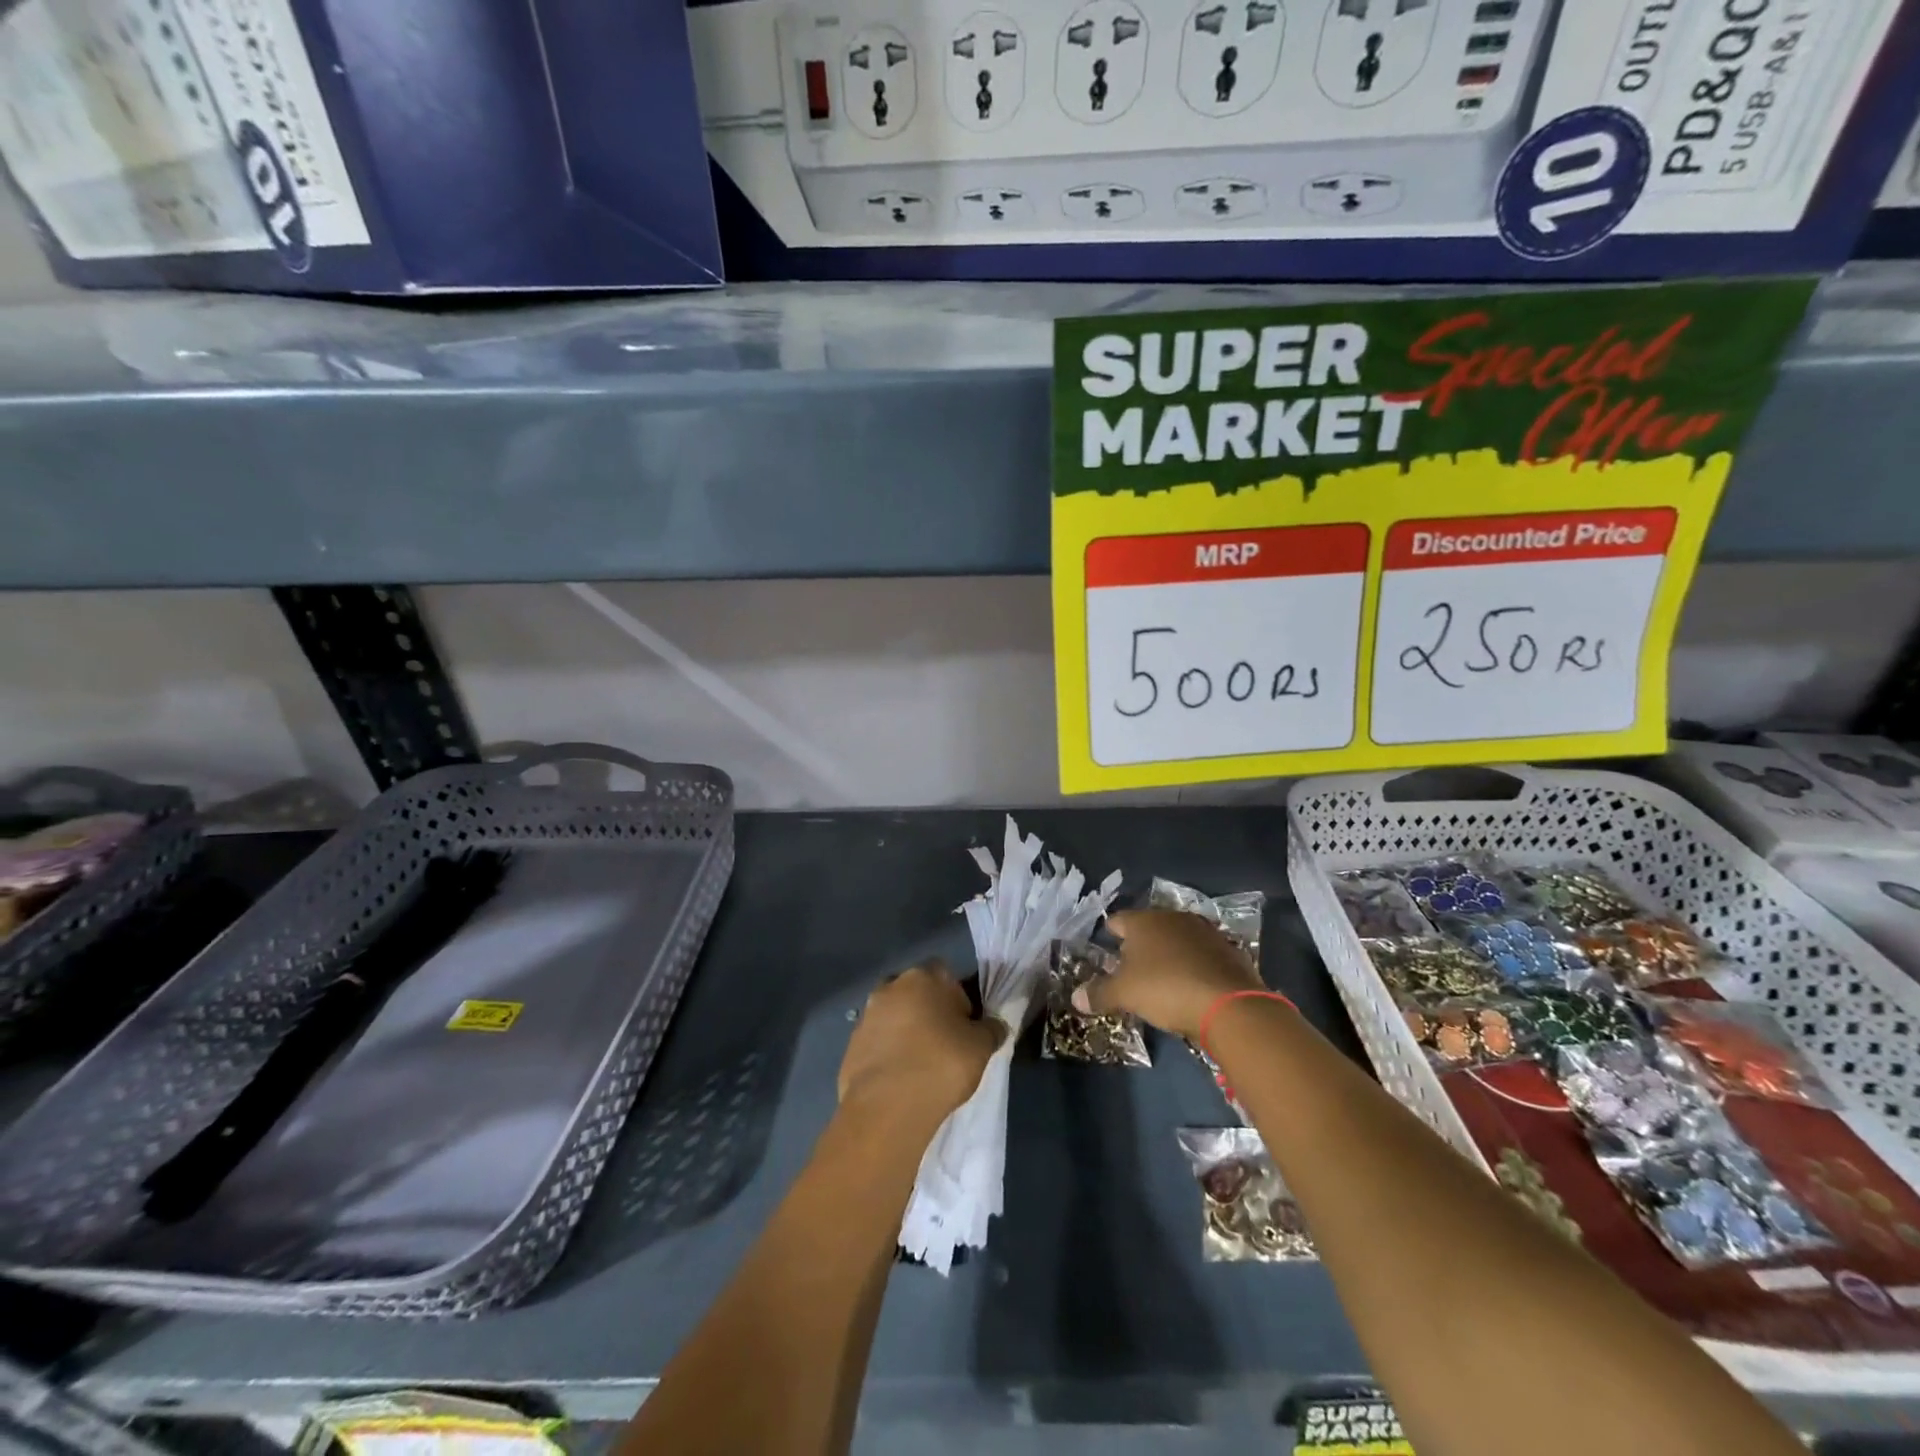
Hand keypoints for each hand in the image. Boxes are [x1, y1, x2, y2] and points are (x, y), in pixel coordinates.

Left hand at [839, 961, 1007, 1123]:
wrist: (888, 1107)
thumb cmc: (942, 1064)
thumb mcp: (981, 1047)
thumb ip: (991, 1029)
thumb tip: (995, 1025)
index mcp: (924, 976)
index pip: (946, 975)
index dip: (958, 999)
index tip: (963, 1027)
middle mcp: (891, 986)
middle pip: (916, 993)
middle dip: (928, 1012)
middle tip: (943, 1044)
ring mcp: (867, 1015)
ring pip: (894, 1016)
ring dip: (905, 1032)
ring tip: (920, 1066)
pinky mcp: (851, 1044)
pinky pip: (876, 1042)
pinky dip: (887, 1054)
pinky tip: (899, 1079)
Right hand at [1073, 909, 1262, 1038]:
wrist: (1230, 1004)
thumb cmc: (1166, 988)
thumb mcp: (1125, 994)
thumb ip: (1099, 993)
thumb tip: (1075, 997)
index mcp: (1143, 921)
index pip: (1118, 921)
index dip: (1109, 935)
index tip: (1105, 949)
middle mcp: (1173, 918)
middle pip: (1149, 928)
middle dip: (1139, 946)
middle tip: (1130, 969)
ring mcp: (1204, 932)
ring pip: (1177, 939)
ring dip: (1169, 955)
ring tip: (1161, 978)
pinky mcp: (1228, 950)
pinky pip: (1201, 955)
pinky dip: (1193, 966)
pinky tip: (1190, 986)